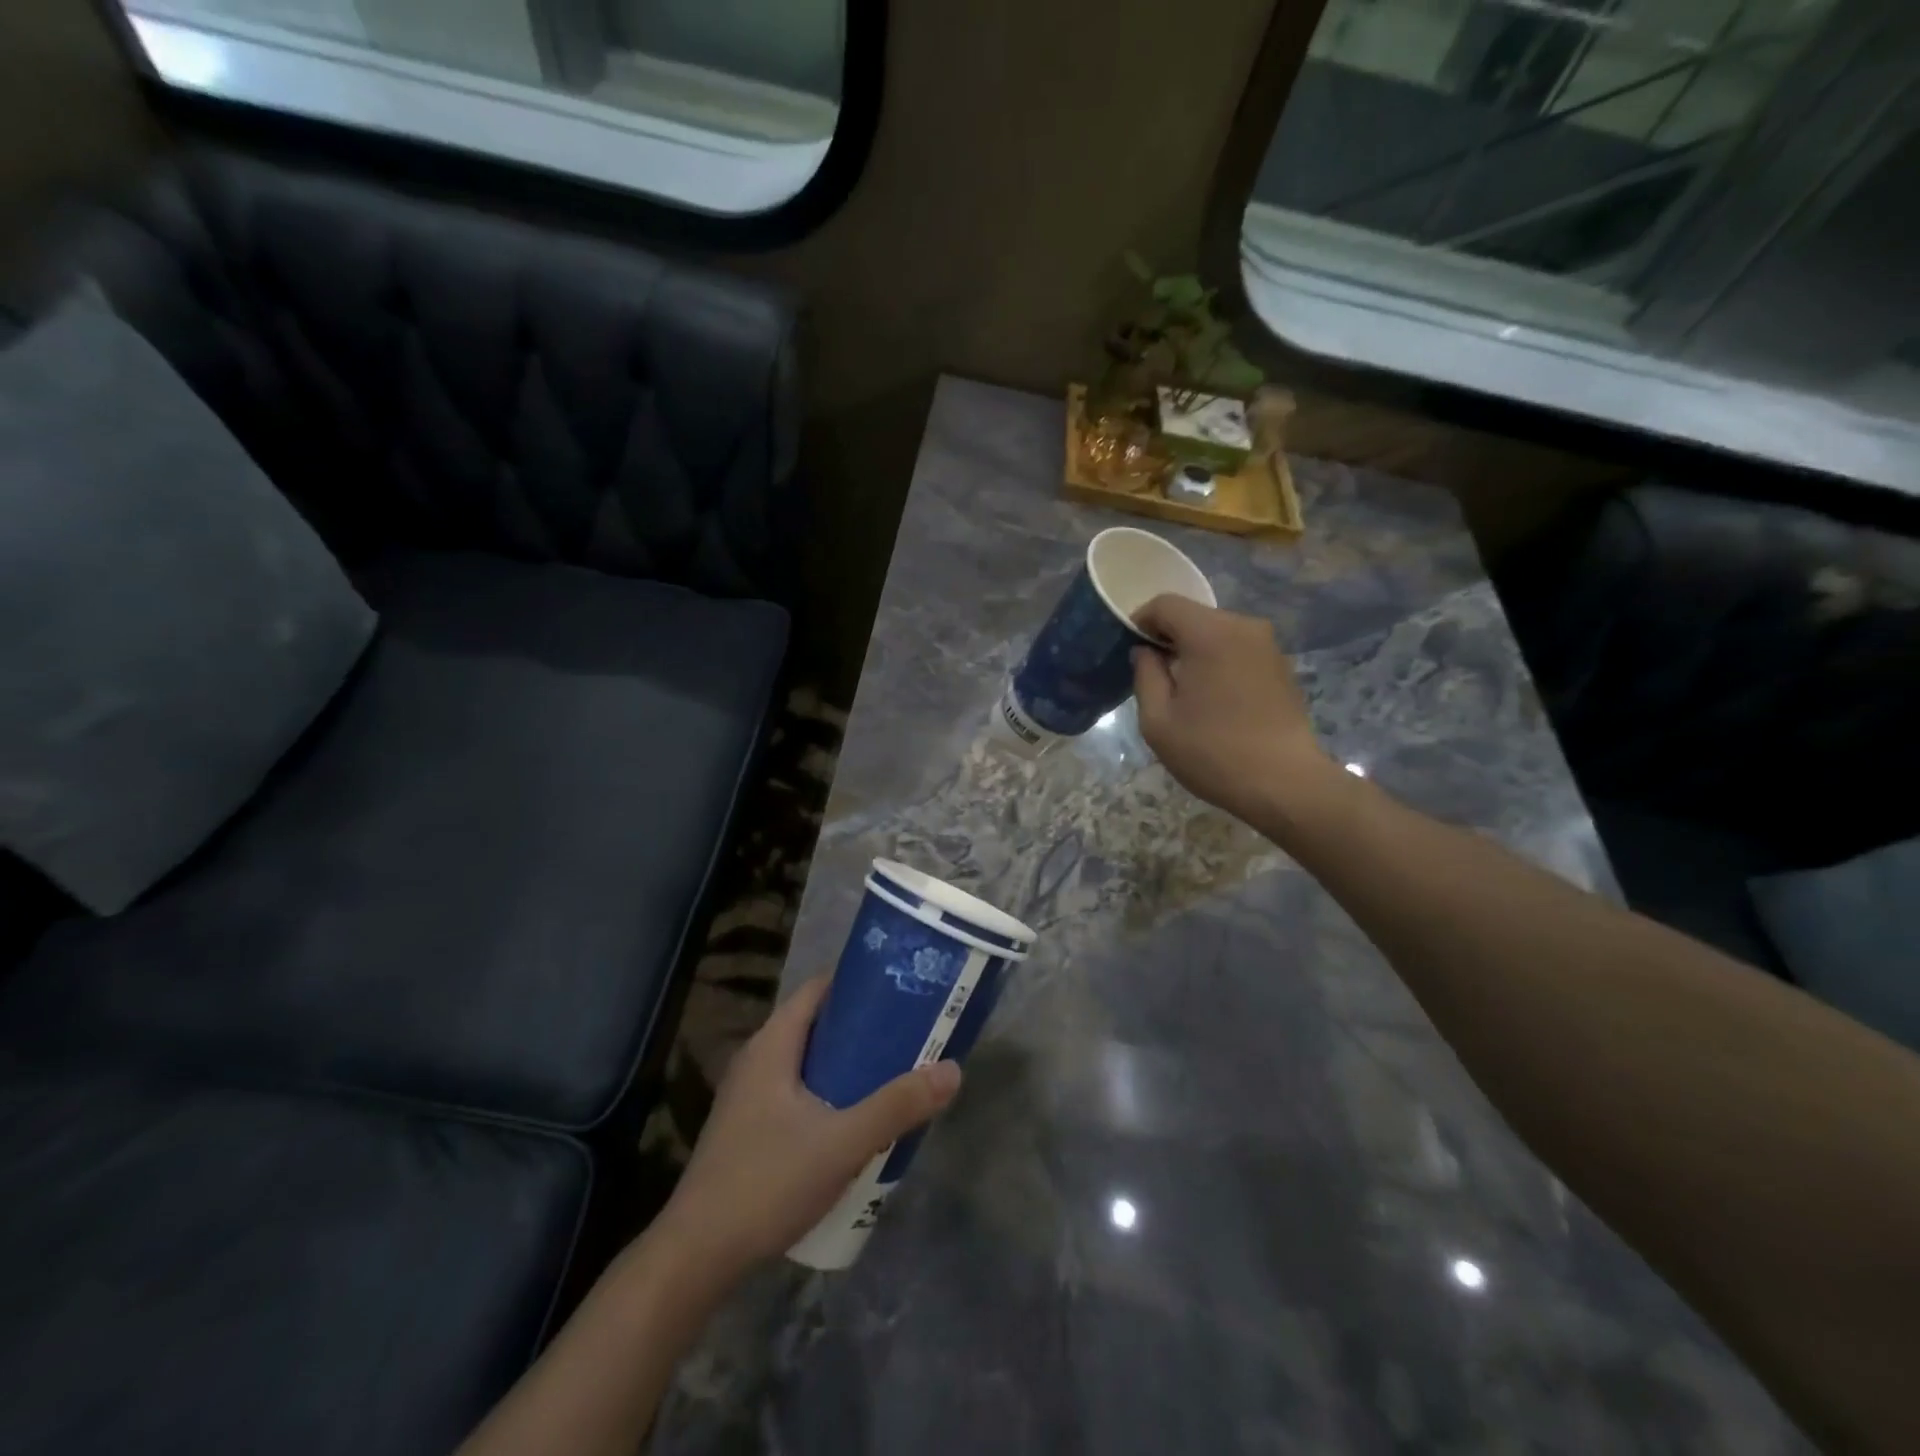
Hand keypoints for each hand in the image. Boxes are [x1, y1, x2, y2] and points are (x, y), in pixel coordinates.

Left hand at [649, 975, 960, 1281]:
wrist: (696, 1257)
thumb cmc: (766, 1183)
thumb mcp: (842, 1143)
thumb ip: (896, 1106)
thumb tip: (952, 1070)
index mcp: (773, 1044)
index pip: (819, 989)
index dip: (860, 982)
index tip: (903, 987)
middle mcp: (758, 1059)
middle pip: (818, 1024)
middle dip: (864, 1026)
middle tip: (911, 1033)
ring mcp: (750, 1096)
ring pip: (809, 1062)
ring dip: (849, 1064)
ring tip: (894, 1072)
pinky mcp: (750, 1129)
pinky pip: (799, 1092)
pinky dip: (830, 1092)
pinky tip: (857, 1119)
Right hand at [1132, 594, 1335, 827]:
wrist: (1284, 783)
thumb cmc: (1212, 752)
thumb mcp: (1158, 721)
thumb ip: (1145, 675)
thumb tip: (1145, 651)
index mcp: (1210, 633)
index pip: (1165, 604)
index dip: (1140, 621)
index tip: (1131, 652)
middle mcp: (1243, 626)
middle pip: (1193, 615)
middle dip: (1168, 638)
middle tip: (1155, 676)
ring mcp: (1267, 644)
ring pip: (1216, 632)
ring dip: (1195, 651)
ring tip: (1185, 692)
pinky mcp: (1280, 664)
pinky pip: (1237, 648)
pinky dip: (1218, 661)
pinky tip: (1214, 699)